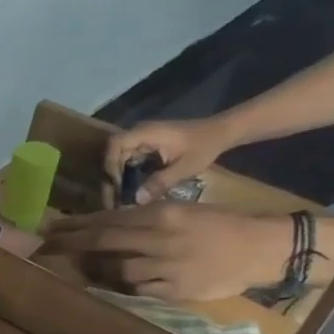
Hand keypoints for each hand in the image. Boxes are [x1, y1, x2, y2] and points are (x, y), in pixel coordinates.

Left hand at [46, 203, 292, 301]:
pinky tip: (114, 283)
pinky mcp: (173, 290)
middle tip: (45, 246)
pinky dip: (124, 286)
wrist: (262, 249)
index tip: (52, 227)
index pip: (108, 219)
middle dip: (71, 244)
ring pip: (117, 269)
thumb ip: (147, 218)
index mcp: (162, 214)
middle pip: (104, 242)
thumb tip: (109, 225)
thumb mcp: (183, 211)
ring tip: (83, 268)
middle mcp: (159, 239)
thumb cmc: (222, 225)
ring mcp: (165, 266)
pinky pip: (137, 289)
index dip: (77, 225)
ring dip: (97, 269)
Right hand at [104, 117, 235, 202]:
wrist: (222, 132)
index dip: (110, 164)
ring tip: (122, 198)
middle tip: (116, 199)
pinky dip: (127, 176)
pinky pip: (129, 161)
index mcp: (147, 132)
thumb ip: (161, 182)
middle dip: (112, 177)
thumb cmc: (206, 145)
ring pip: (119, 159)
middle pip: (113, 154)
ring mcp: (143, 139)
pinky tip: (132, 191)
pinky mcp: (147, 147)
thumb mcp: (186, 166)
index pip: (115, 144)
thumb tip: (136, 201)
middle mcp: (140, 133)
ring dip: (119, 178)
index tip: (118, 185)